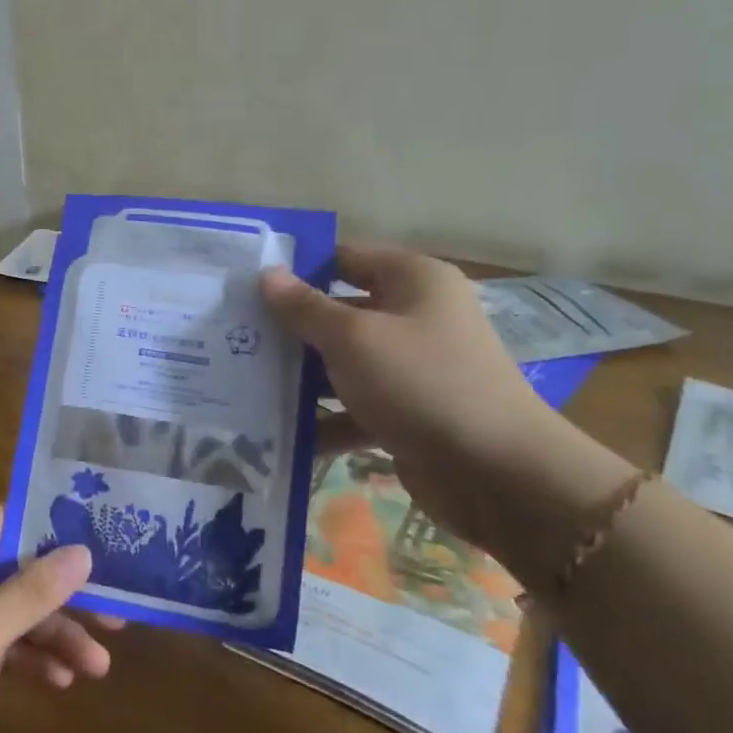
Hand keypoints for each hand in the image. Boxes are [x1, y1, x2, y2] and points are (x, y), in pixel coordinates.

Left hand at [0, 503, 117, 732]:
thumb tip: (85, 551)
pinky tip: (62, 680)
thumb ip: (34, 591)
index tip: (105, 551)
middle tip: (115, 616)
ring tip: (98, 666)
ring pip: (9, 609)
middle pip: (13, 569)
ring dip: (50, 635)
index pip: (6, 522)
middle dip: (60, 599)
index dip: (55, 536)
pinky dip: (25, 657)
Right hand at [262, 245, 632, 583]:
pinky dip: (325, 420)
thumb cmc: (421, 382)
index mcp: (413, 281)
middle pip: (341, 312)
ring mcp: (413, 368)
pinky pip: (356, 407)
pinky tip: (279, 434)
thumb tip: (267, 273)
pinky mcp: (408, 413)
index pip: (346, 258)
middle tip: (235, 337)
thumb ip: (305, 307)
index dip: (299, 268)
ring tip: (245, 385)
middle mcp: (416, 317)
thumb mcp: (353, 338)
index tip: (249, 285)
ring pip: (344, 363)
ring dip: (302, 377)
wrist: (496, 474)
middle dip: (292, 328)